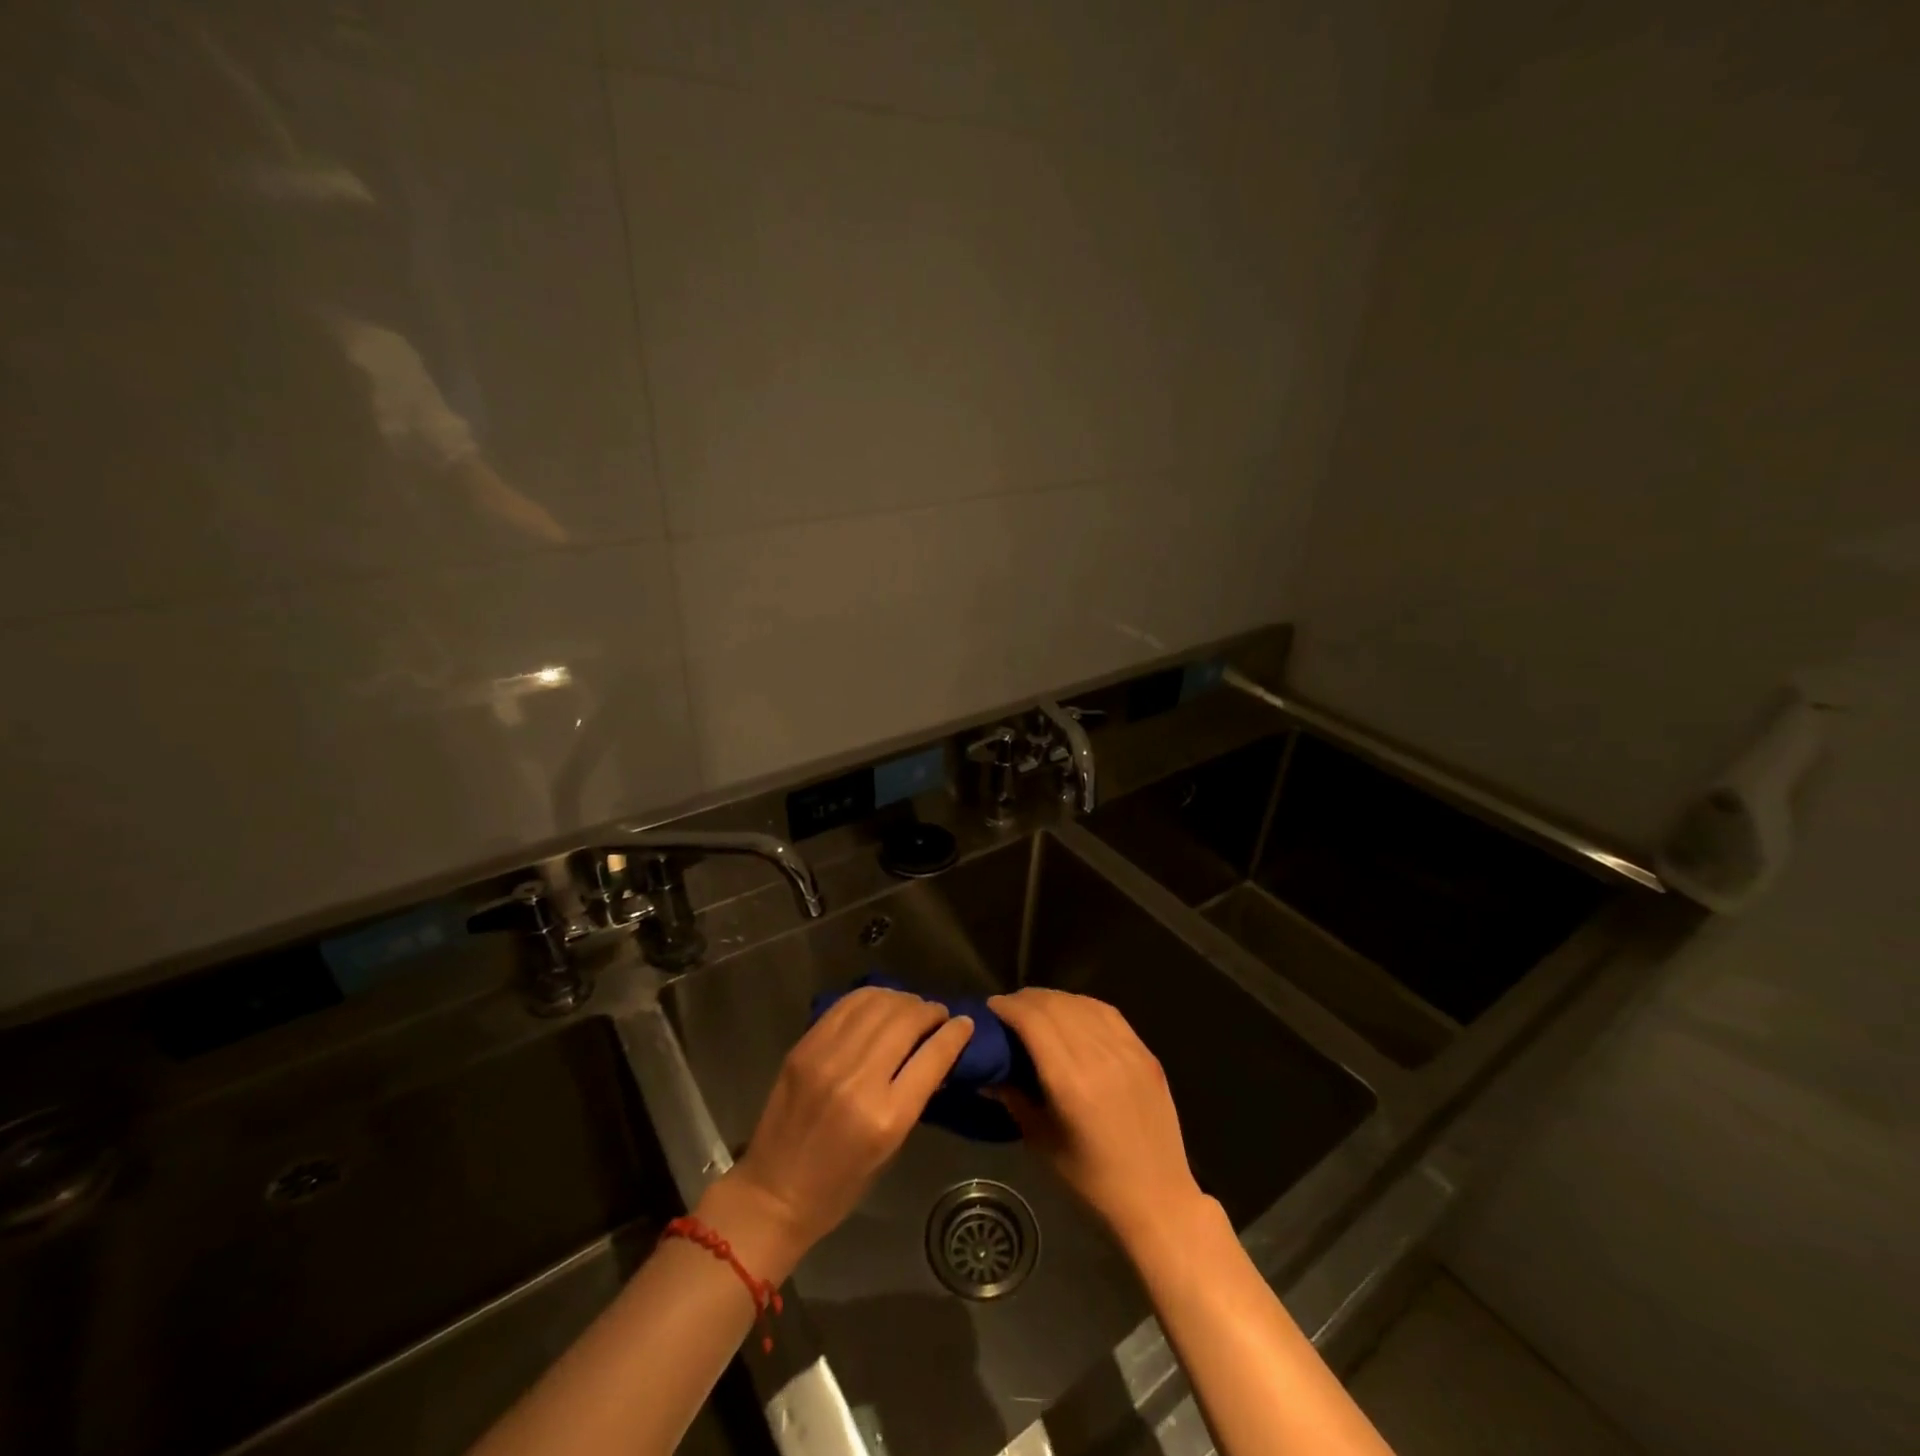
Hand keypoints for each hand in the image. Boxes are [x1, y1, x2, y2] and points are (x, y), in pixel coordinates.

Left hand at [717, 987, 973, 1267]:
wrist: (773, 1192)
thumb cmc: (840, 1186)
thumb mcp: (890, 1149)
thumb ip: (913, 1096)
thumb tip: (934, 1054)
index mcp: (887, 1117)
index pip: (933, 1056)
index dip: (955, 1034)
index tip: (965, 1023)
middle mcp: (858, 1079)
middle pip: (906, 1021)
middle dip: (930, 1011)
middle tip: (938, 1015)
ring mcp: (827, 1057)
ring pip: (878, 1003)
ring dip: (903, 1000)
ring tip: (911, 1008)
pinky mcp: (805, 1046)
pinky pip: (847, 1005)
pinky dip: (871, 998)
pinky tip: (881, 1004)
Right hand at [988, 988, 1210, 1250]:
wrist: (1158, 1198)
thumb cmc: (1093, 1181)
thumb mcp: (1043, 1142)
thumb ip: (1014, 1099)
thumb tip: (986, 1073)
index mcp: (1071, 1082)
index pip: (1034, 1021)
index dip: (1009, 1007)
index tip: (991, 1007)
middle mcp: (1100, 1057)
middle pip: (1056, 1006)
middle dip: (1027, 1000)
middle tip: (1008, 1008)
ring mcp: (1127, 1051)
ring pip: (1082, 1004)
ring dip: (1054, 999)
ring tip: (1036, 1007)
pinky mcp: (1145, 1053)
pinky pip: (1109, 1014)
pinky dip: (1083, 1005)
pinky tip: (1071, 1012)